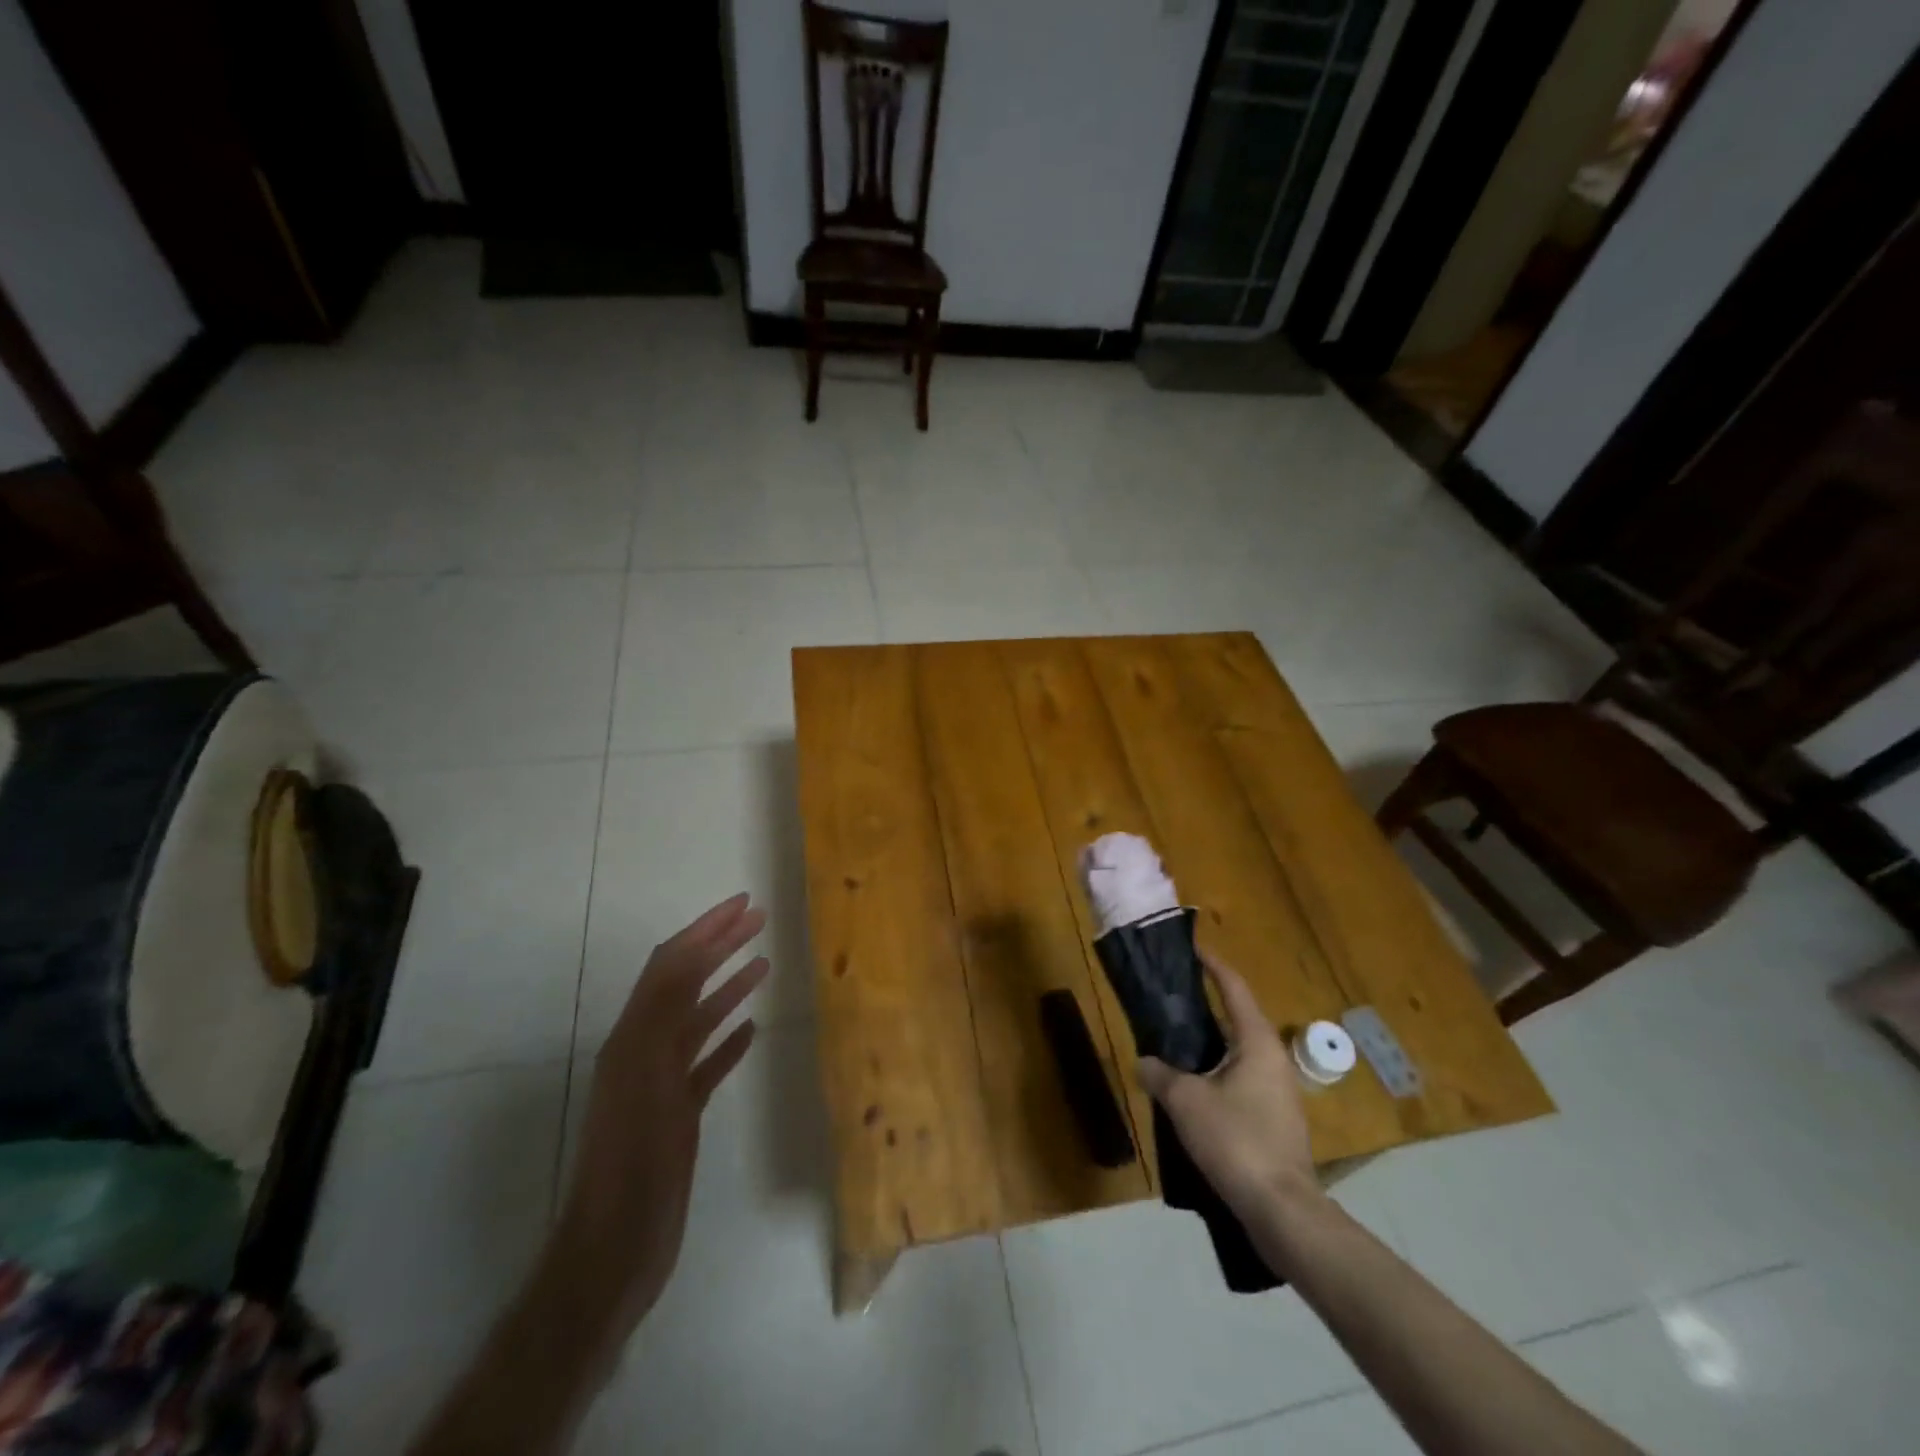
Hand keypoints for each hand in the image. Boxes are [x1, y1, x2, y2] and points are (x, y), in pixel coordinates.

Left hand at [553, 893, 770, 1335]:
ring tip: (763, 964)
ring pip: (698, 1020)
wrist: (616, 1248)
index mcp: (634, 1036)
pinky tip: (751, 1031)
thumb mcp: (646, 1079)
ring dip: (728, 987)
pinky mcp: (678, 1112)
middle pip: (686, 983)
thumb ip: (664, 1015)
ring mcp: (661, 1082)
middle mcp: (644, 1049)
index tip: (744, 904)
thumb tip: (686, 953)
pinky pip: (706, 1063)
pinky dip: (728, 1040)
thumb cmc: (633, 1162)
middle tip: (759, 919)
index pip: (672, 964)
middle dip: (719, 945)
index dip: (706, 929)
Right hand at [1136, 957, 1318, 1218]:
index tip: (1194, 949)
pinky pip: (1242, 1082)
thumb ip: (1160, 1074)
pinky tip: (1194, 1093)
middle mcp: (1274, 1060)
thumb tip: (1144, 1061)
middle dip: (1207, 1007)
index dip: (1213, 966)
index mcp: (1256, 1042)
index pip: (1234, 989)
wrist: (1281, 1209)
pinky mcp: (1277, 1122)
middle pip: (1238, 1020)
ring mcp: (1280, 1093)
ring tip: (1176, 1045)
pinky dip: (1217, 1075)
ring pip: (1239, 1055)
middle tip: (1173, 1000)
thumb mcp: (1185, 1101)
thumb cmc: (1236, 1140)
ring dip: (1210, 1047)